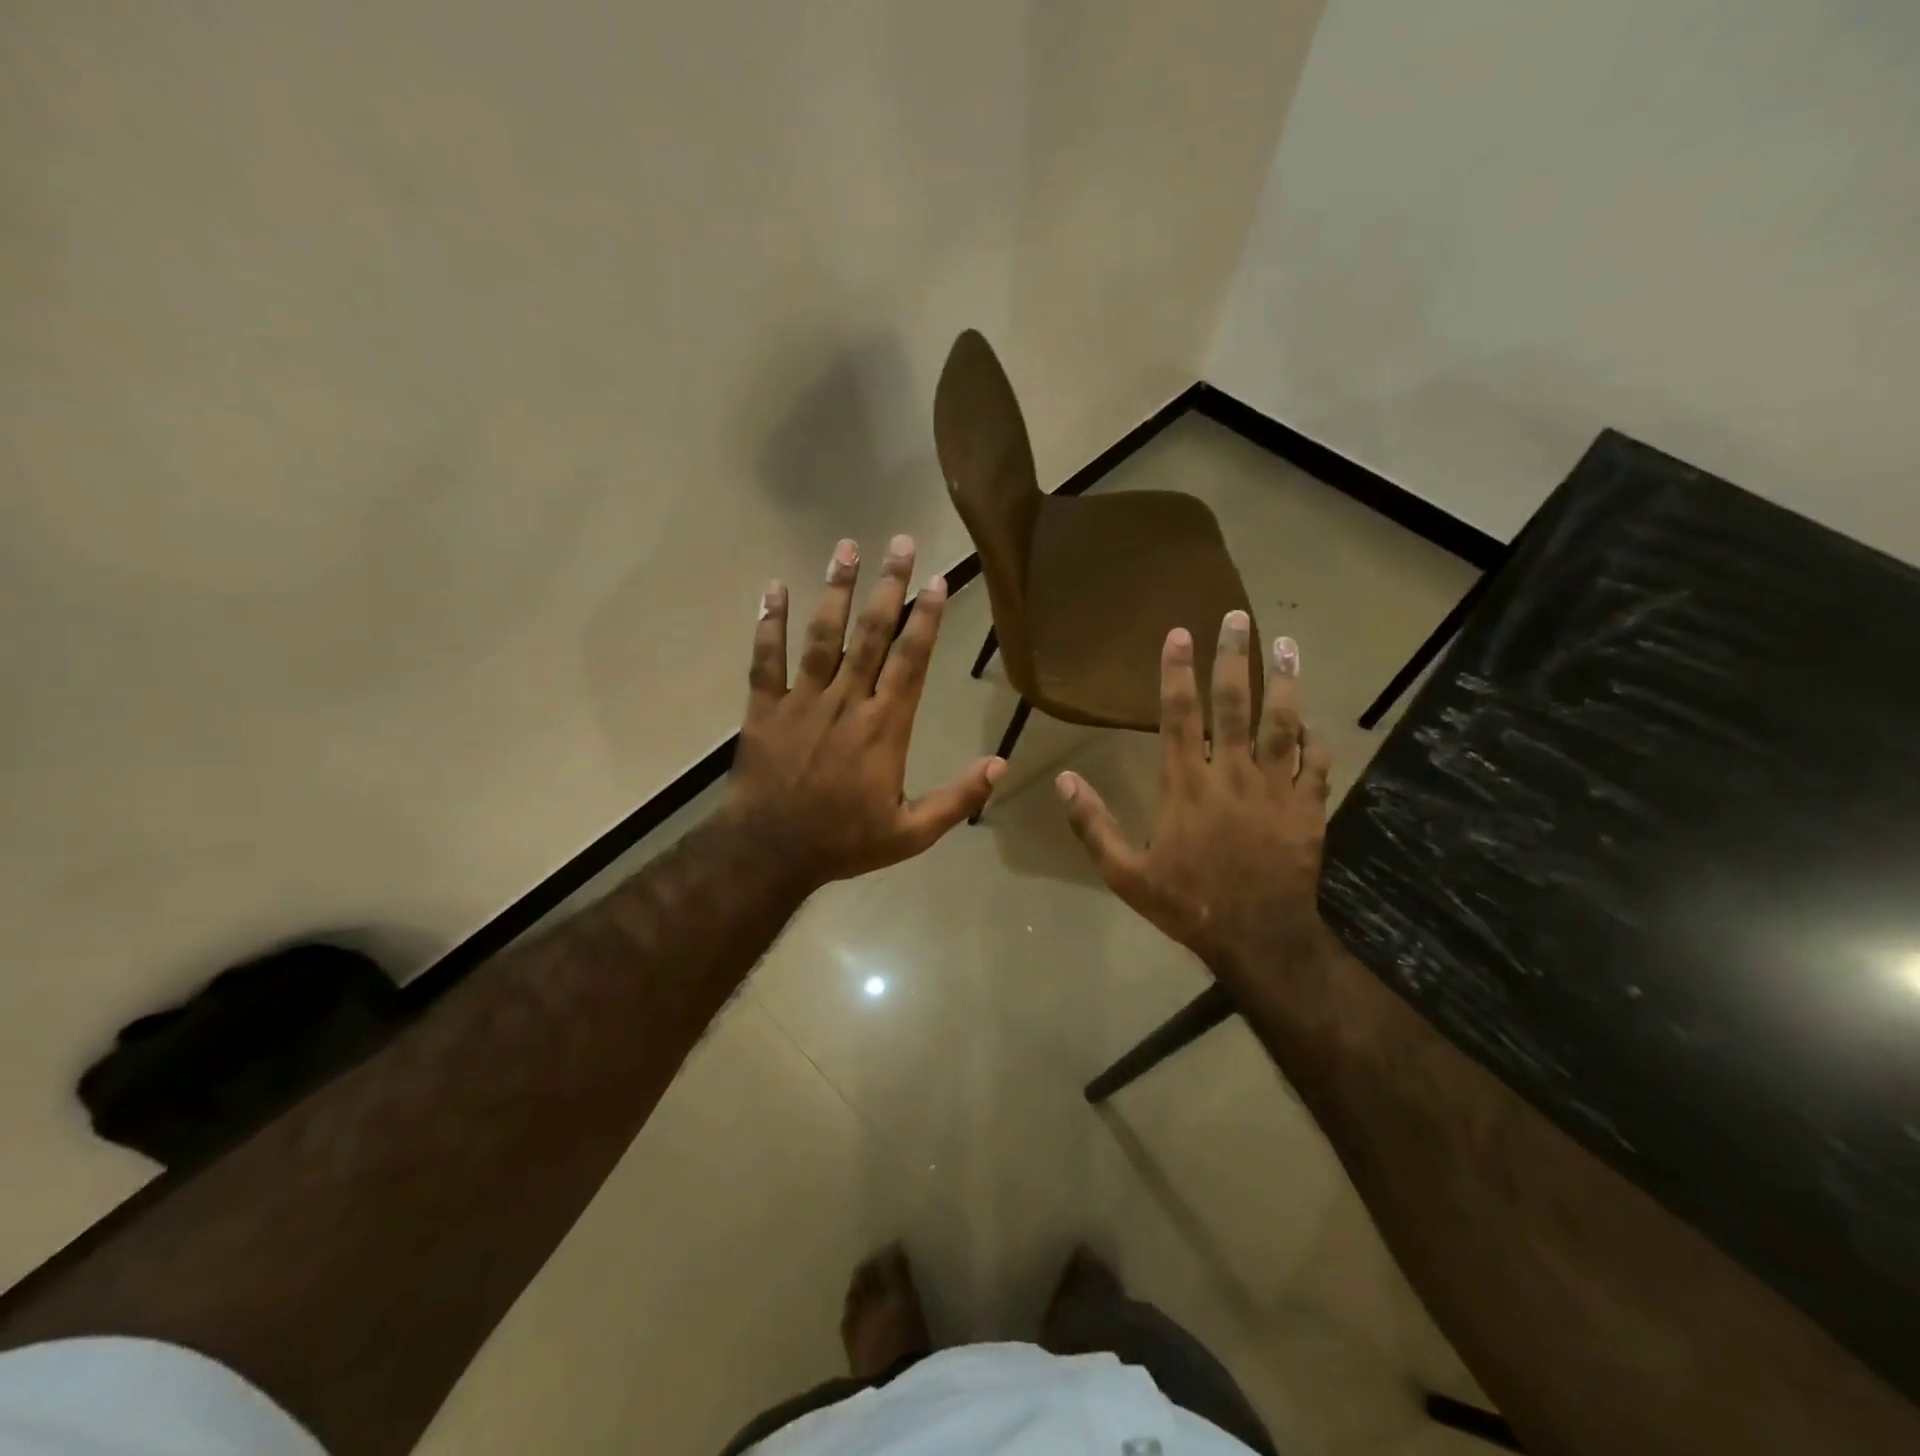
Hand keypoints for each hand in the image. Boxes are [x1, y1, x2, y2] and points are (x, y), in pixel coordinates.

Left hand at [726, 534, 1003, 890]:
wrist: (771, 853)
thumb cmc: (844, 841)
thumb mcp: (912, 833)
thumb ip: (958, 798)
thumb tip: (1000, 766)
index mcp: (885, 726)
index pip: (911, 660)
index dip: (926, 619)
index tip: (936, 581)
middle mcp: (847, 701)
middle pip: (871, 634)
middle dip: (888, 586)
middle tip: (899, 543)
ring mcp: (802, 701)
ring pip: (822, 636)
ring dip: (835, 590)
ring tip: (846, 547)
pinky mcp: (764, 708)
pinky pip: (766, 659)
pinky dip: (769, 623)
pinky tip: (773, 587)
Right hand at [1055, 612, 1330, 980]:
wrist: (1258, 939)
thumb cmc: (1187, 903)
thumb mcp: (1125, 873)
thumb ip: (1094, 824)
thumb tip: (1062, 781)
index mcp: (1187, 784)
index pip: (1180, 715)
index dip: (1178, 672)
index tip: (1181, 633)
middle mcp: (1232, 774)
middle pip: (1235, 704)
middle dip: (1235, 657)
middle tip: (1239, 618)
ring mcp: (1276, 788)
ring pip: (1282, 723)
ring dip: (1284, 681)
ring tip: (1288, 644)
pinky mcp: (1308, 808)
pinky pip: (1316, 763)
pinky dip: (1315, 738)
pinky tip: (1312, 719)